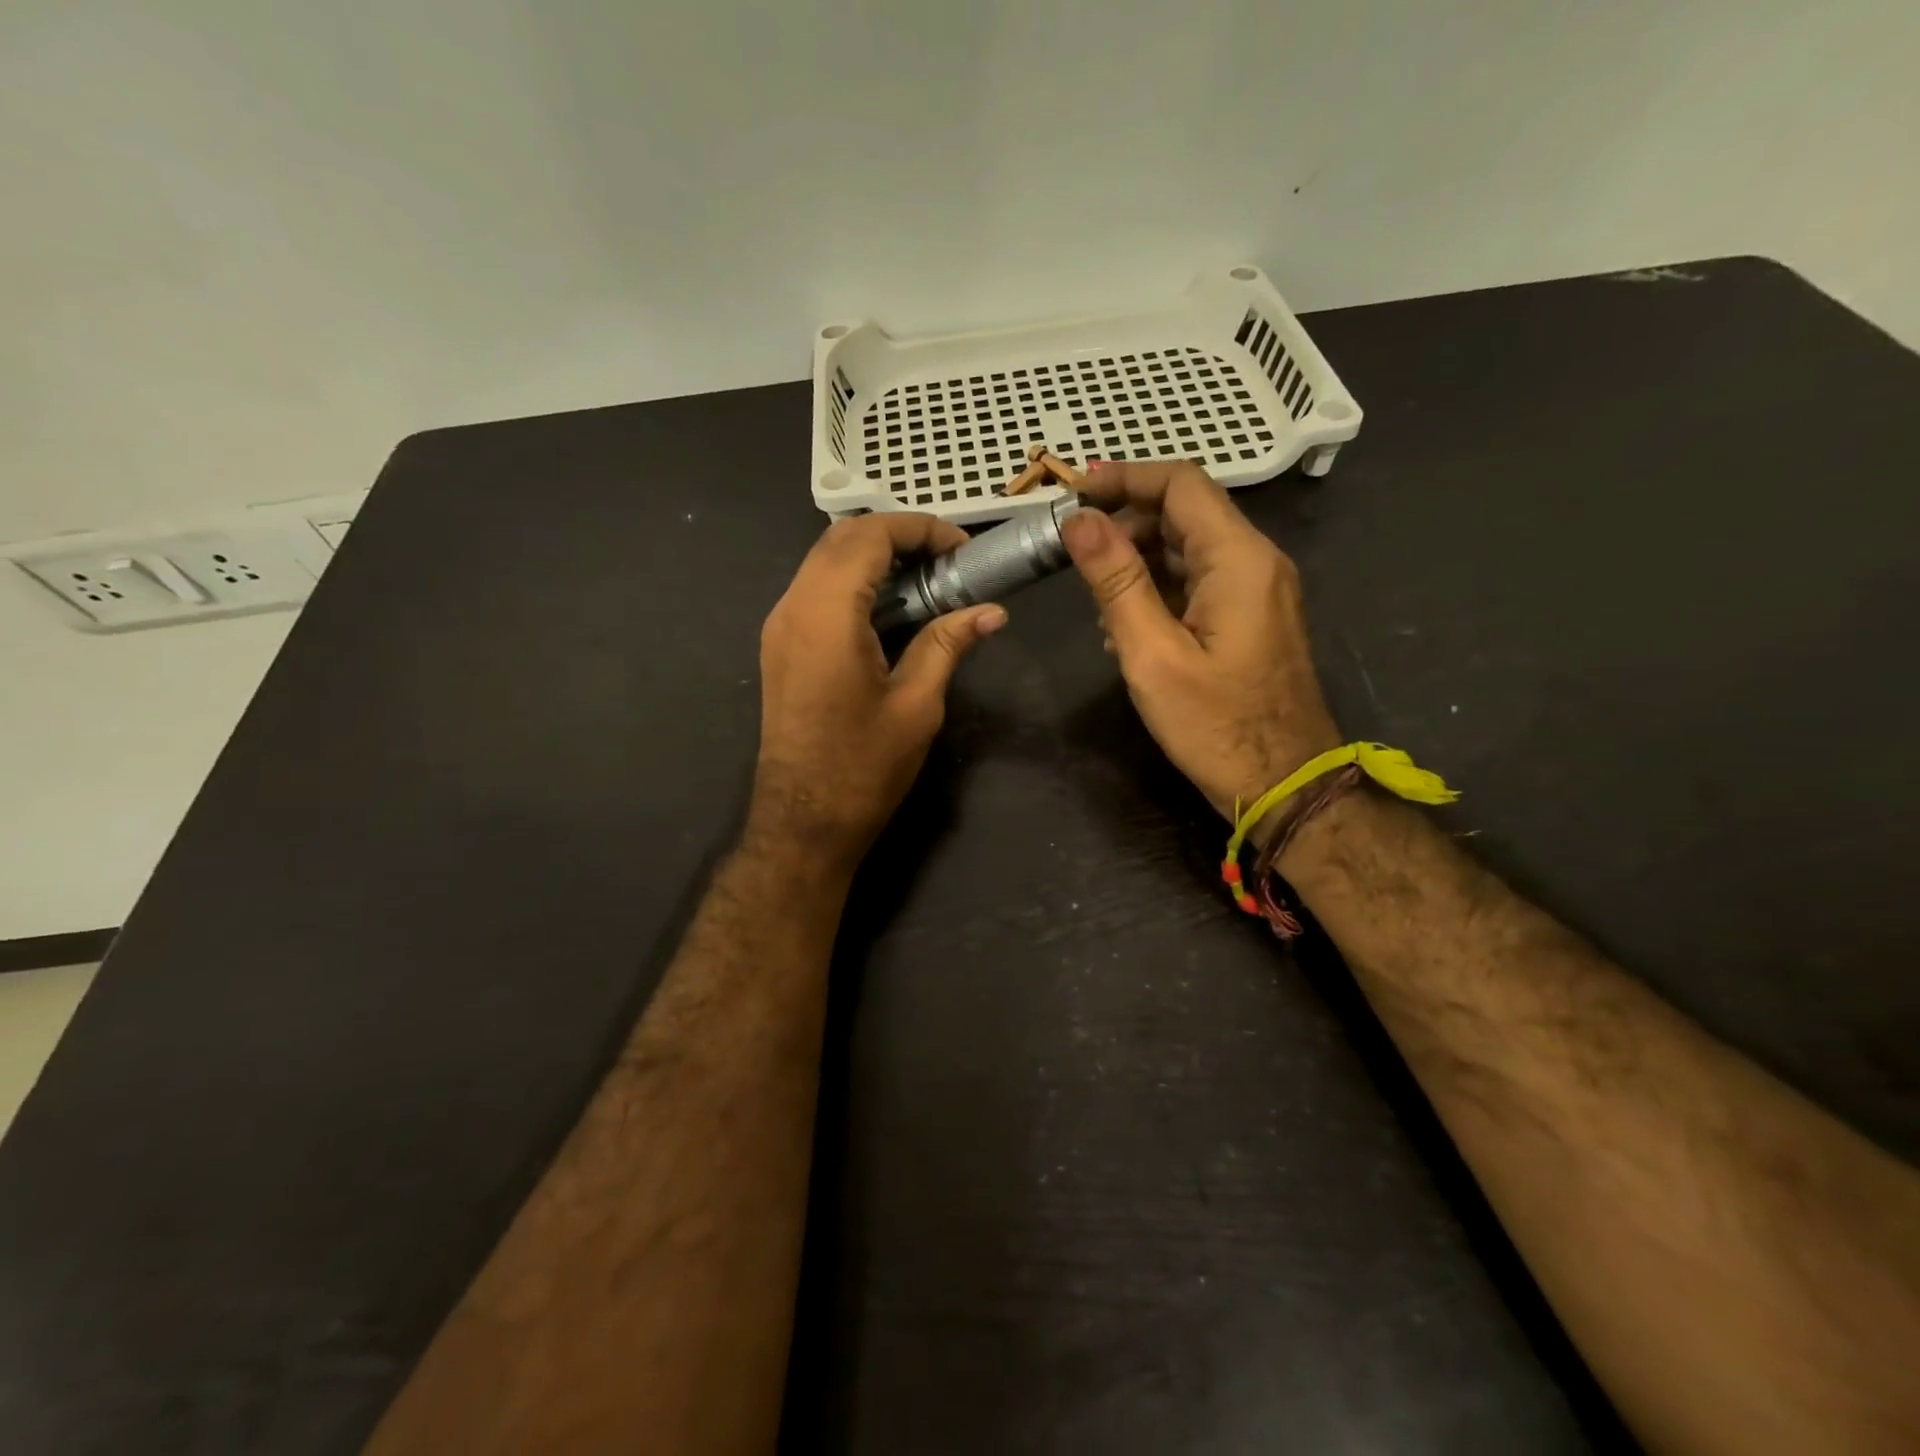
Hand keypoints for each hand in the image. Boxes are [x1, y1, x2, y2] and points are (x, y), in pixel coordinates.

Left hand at [751, 513, 1006, 870]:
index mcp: (826, 614)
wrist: (803, 821)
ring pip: (824, 561)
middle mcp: (792, 607)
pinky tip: (891, 609)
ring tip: (926, 581)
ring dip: (874, 556)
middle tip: (947, 561)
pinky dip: (854, 581)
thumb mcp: (917, 704)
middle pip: (841, 538)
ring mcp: (779, 626)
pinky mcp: (780, 646)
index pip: (869, 536)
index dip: (919, 529)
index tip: (962, 550)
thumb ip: (948, 644)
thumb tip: (992, 612)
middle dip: (897, 535)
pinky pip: (815, 590)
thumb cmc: (863, 768)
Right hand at [1061, 462, 1339, 829]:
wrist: (1286, 787)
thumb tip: (1079, 520)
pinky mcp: (1252, 618)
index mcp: (1238, 559)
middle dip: (1125, 525)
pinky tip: (1128, 630)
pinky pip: (1199, 583)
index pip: (1180, 484)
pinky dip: (1159, 591)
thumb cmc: (1216, 726)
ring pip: (1188, 550)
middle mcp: (1256, 562)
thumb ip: (1115, 582)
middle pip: (1184, 514)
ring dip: (1138, 563)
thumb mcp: (1152, 654)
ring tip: (1097, 606)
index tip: (1072, 493)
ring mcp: (1259, 591)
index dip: (1124, 478)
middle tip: (1073, 556)